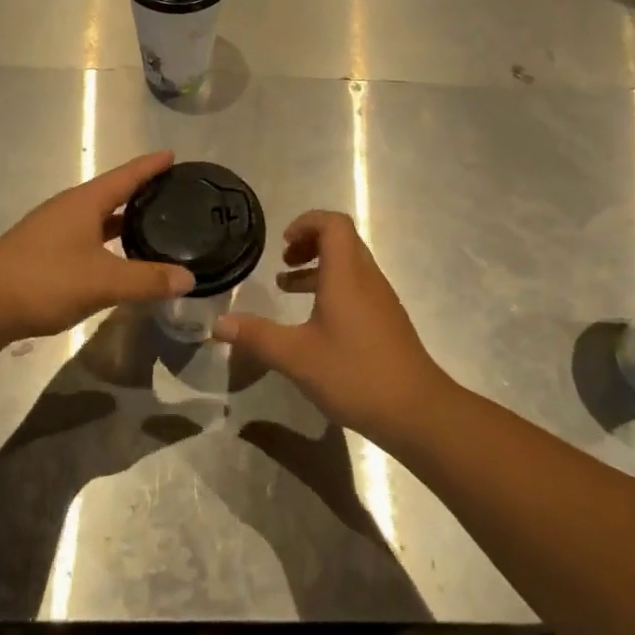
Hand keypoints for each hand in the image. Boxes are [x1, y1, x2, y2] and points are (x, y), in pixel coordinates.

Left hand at [0, 151, 195, 341]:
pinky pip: (86, 235)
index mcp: (85, 202)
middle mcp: (70, 208)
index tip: (174, 156)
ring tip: (152, 223)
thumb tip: (189, 278)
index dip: (151, 166)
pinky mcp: (44, 250)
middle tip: (172, 193)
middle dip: (141, 191)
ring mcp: (53, 228)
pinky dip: (107, 239)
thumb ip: (147, 280)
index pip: (127, 176)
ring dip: (123, 217)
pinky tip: (116, 256)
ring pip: (98, 216)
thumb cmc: (45, 280)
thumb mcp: (103, 282)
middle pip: (112, 192)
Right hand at [212, 210, 455, 449]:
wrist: (417, 411)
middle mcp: (367, 278)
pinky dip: (333, 289)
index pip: (333, 223)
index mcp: (347, 275)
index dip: (306, 223)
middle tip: (283, 263)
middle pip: (342, 240)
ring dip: (319, 267)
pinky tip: (315, 323)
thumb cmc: (354, 374)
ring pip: (349, 265)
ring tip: (287, 288)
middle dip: (309, 243)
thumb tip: (218, 324)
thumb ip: (256, 336)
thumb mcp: (296, 356)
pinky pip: (358, 287)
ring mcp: (381, 300)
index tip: (282, 245)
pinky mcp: (387, 321)